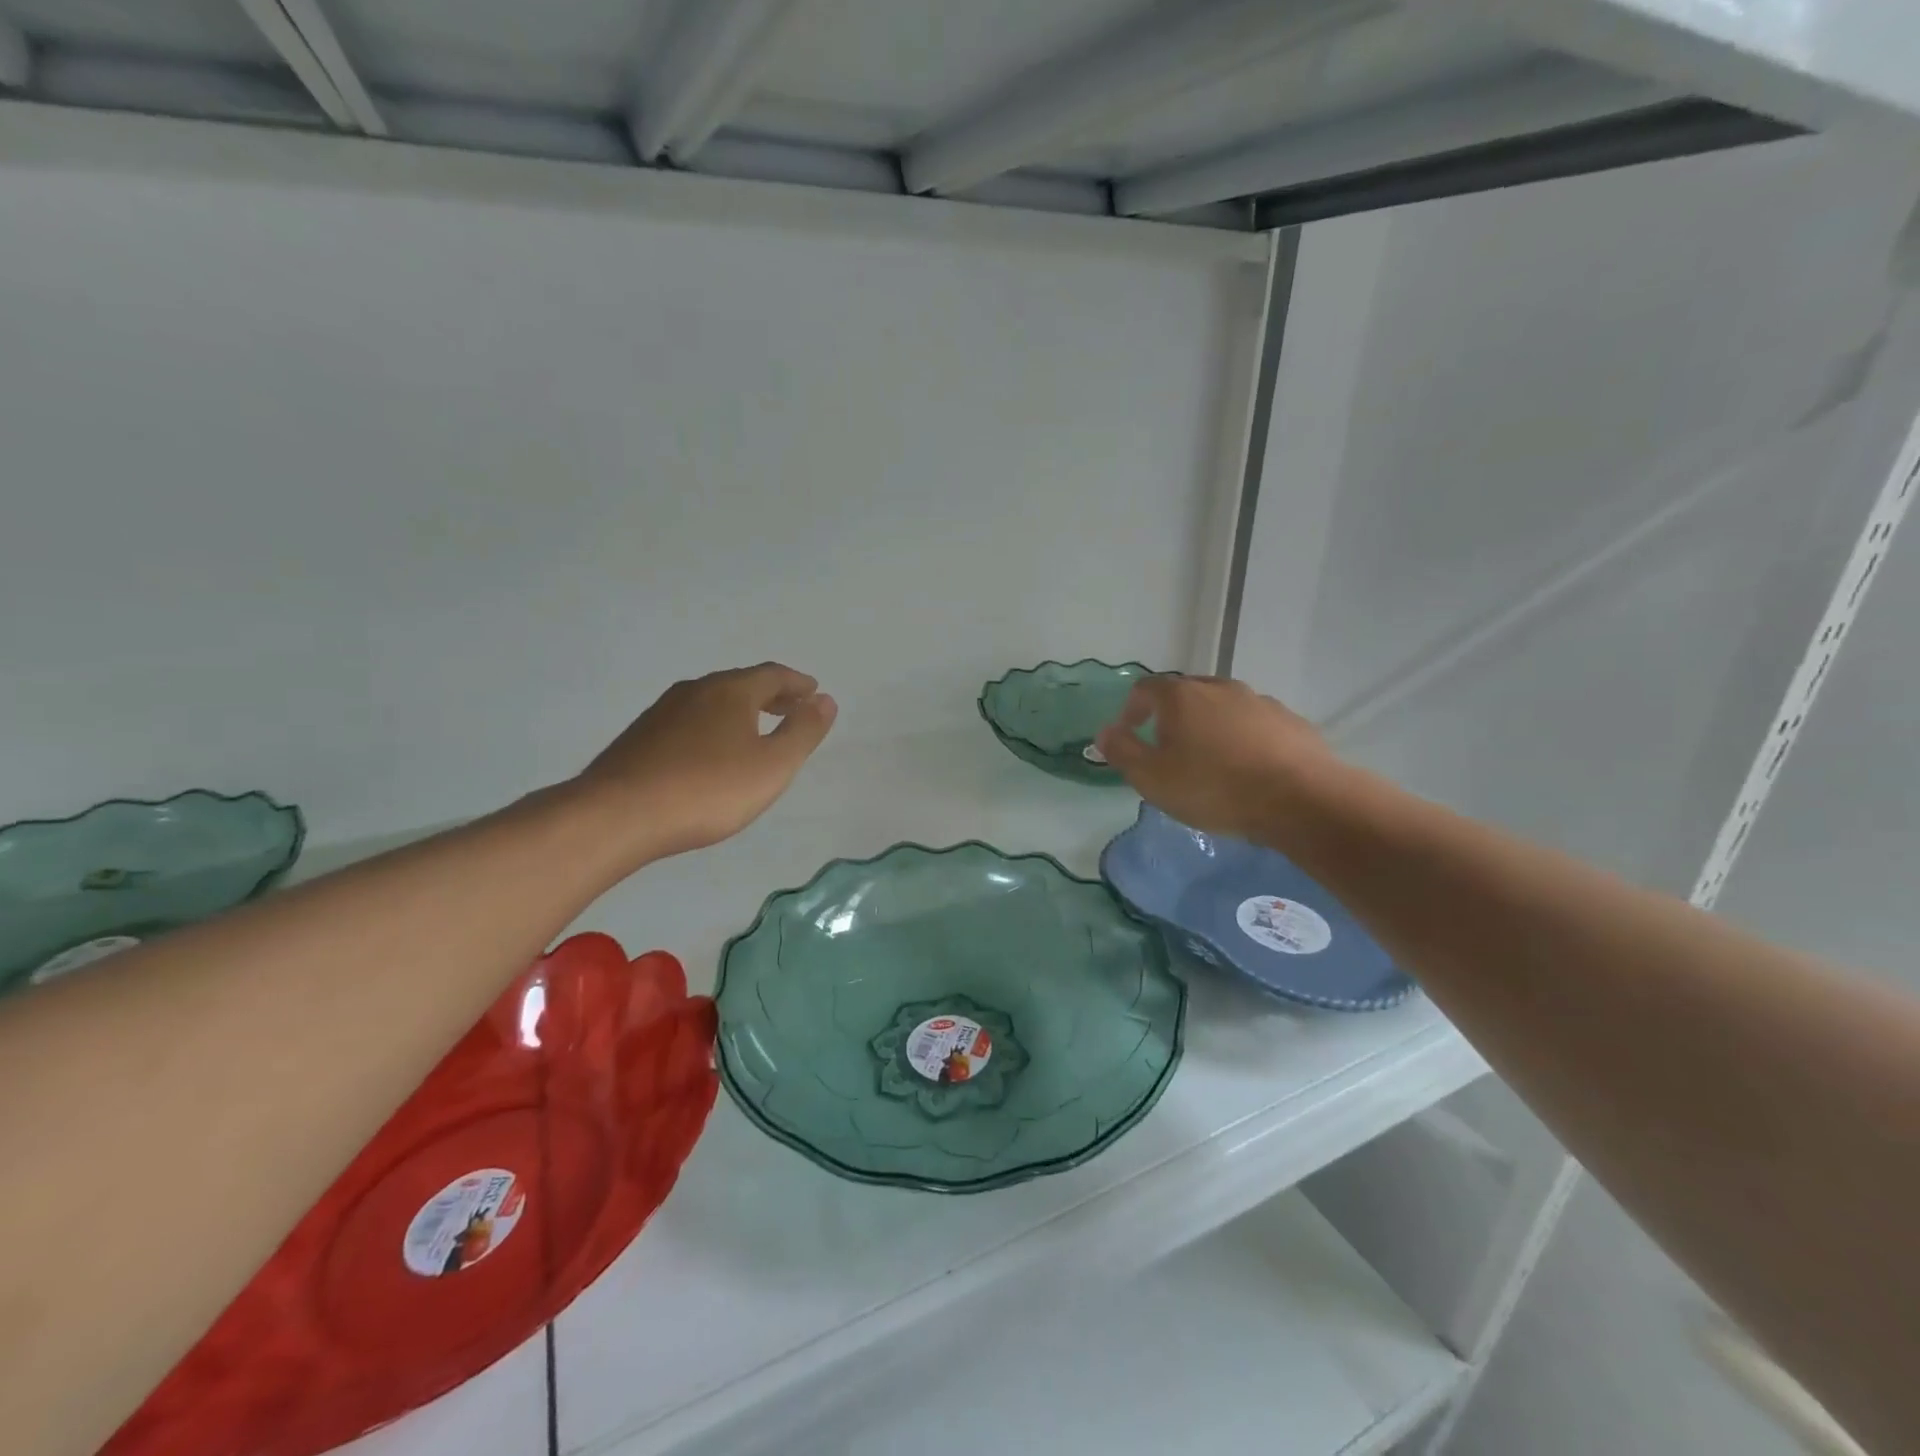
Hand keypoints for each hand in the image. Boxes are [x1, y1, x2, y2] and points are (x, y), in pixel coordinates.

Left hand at [577, 663, 836, 859]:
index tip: (814, 692)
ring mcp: (662, 713)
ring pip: (712, 702)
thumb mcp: (772, 765)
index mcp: (730, 691)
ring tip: (755, 730)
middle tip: (791, 708)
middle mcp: (695, 691)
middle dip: (770, 694)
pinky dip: (713, 727)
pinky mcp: (640, 738)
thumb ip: (803, 731)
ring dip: (740, 710)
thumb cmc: (708, 789)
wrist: (618, 815)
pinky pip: (690, 721)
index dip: (797, 683)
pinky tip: (711, 753)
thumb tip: (825, 699)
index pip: (772, 675)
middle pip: (741, 684)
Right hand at [1095, 675, 1336, 842]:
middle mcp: (1219, 687)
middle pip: (1186, 693)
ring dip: (1209, 726)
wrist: (1300, 799)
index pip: (1145, 688)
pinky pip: (1254, 724)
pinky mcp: (1290, 721)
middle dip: (1171, 716)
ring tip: (1210, 762)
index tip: (1129, 734)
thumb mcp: (1152, 777)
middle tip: (1167, 749)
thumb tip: (1105, 732)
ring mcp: (1259, 701)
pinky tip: (1247, 769)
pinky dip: (1243, 738)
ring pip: (1223, 707)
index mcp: (1181, 696)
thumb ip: (1122, 751)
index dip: (1132, 709)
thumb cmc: (1213, 787)